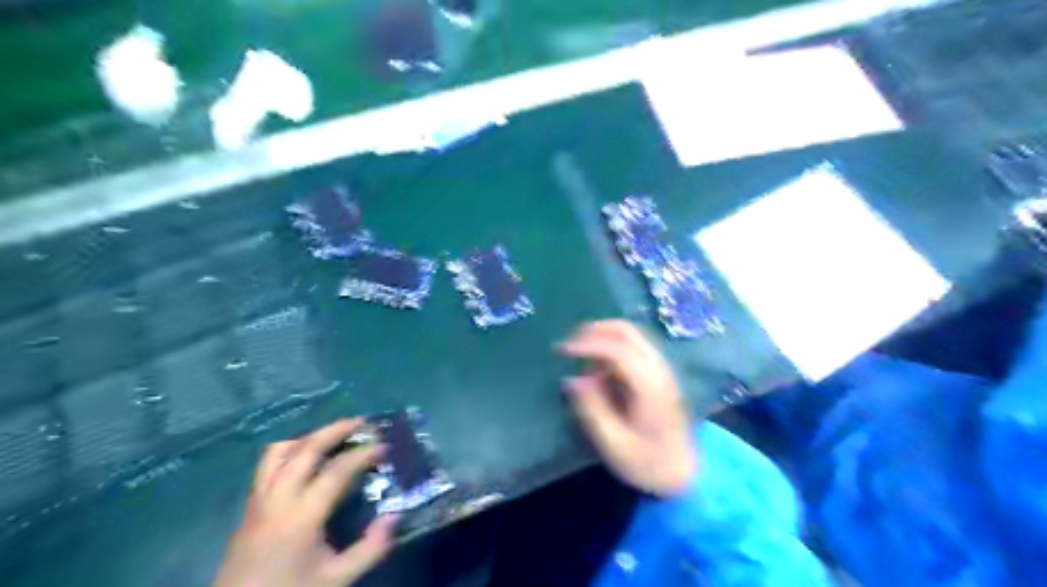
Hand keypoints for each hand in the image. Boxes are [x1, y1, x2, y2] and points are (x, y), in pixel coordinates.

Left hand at [211, 418, 395, 585]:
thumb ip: (370, 549)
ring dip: (307, 437)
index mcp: (301, 516)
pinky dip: (290, 452)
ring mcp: (258, 501)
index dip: (363, 454)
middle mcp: (277, 499)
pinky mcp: (248, 508)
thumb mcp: (336, 579)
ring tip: (330, 436)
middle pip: (305, 450)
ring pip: (278, 453)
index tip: (384, 445)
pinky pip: (267, 466)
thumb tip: (394, 516)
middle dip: (335, 430)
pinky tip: (304, 461)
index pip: (336, 471)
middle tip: (360, 422)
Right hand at [561, 319, 698, 496]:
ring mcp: (661, 369)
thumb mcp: (614, 444)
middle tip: (569, 346)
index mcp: (649, 385)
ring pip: (630, 336)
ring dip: (603, 339)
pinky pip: (632, 348)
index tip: (562, 351)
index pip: (618, 349)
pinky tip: (599, 370)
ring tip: (582, 362)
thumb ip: (592, 409)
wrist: (685, 474)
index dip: (588, 344)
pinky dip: (611, 349)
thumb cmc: (648, 463)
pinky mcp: (658, 374)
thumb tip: (571, 380)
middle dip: (594, 331)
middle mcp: (658, 369)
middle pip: (627, 330)